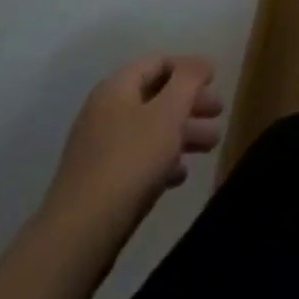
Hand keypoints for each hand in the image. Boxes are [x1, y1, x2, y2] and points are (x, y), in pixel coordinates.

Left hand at [39, 55, 221, 252]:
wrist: (79, 235)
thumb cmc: (130, 161)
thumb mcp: (169, 112)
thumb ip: (189, 79)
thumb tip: (200, 63)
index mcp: (117, 88)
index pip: (158, 62)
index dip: (189, 68)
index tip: (215, 81)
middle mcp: (104, 112)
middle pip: (156, 96)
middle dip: (191, 103)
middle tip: (219, 114)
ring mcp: (99, 149)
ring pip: (150, 129)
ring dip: (182, 133)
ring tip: (211, 146)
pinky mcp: (99, 182)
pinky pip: (137, 159)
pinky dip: (162, 160)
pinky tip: (180, 175)